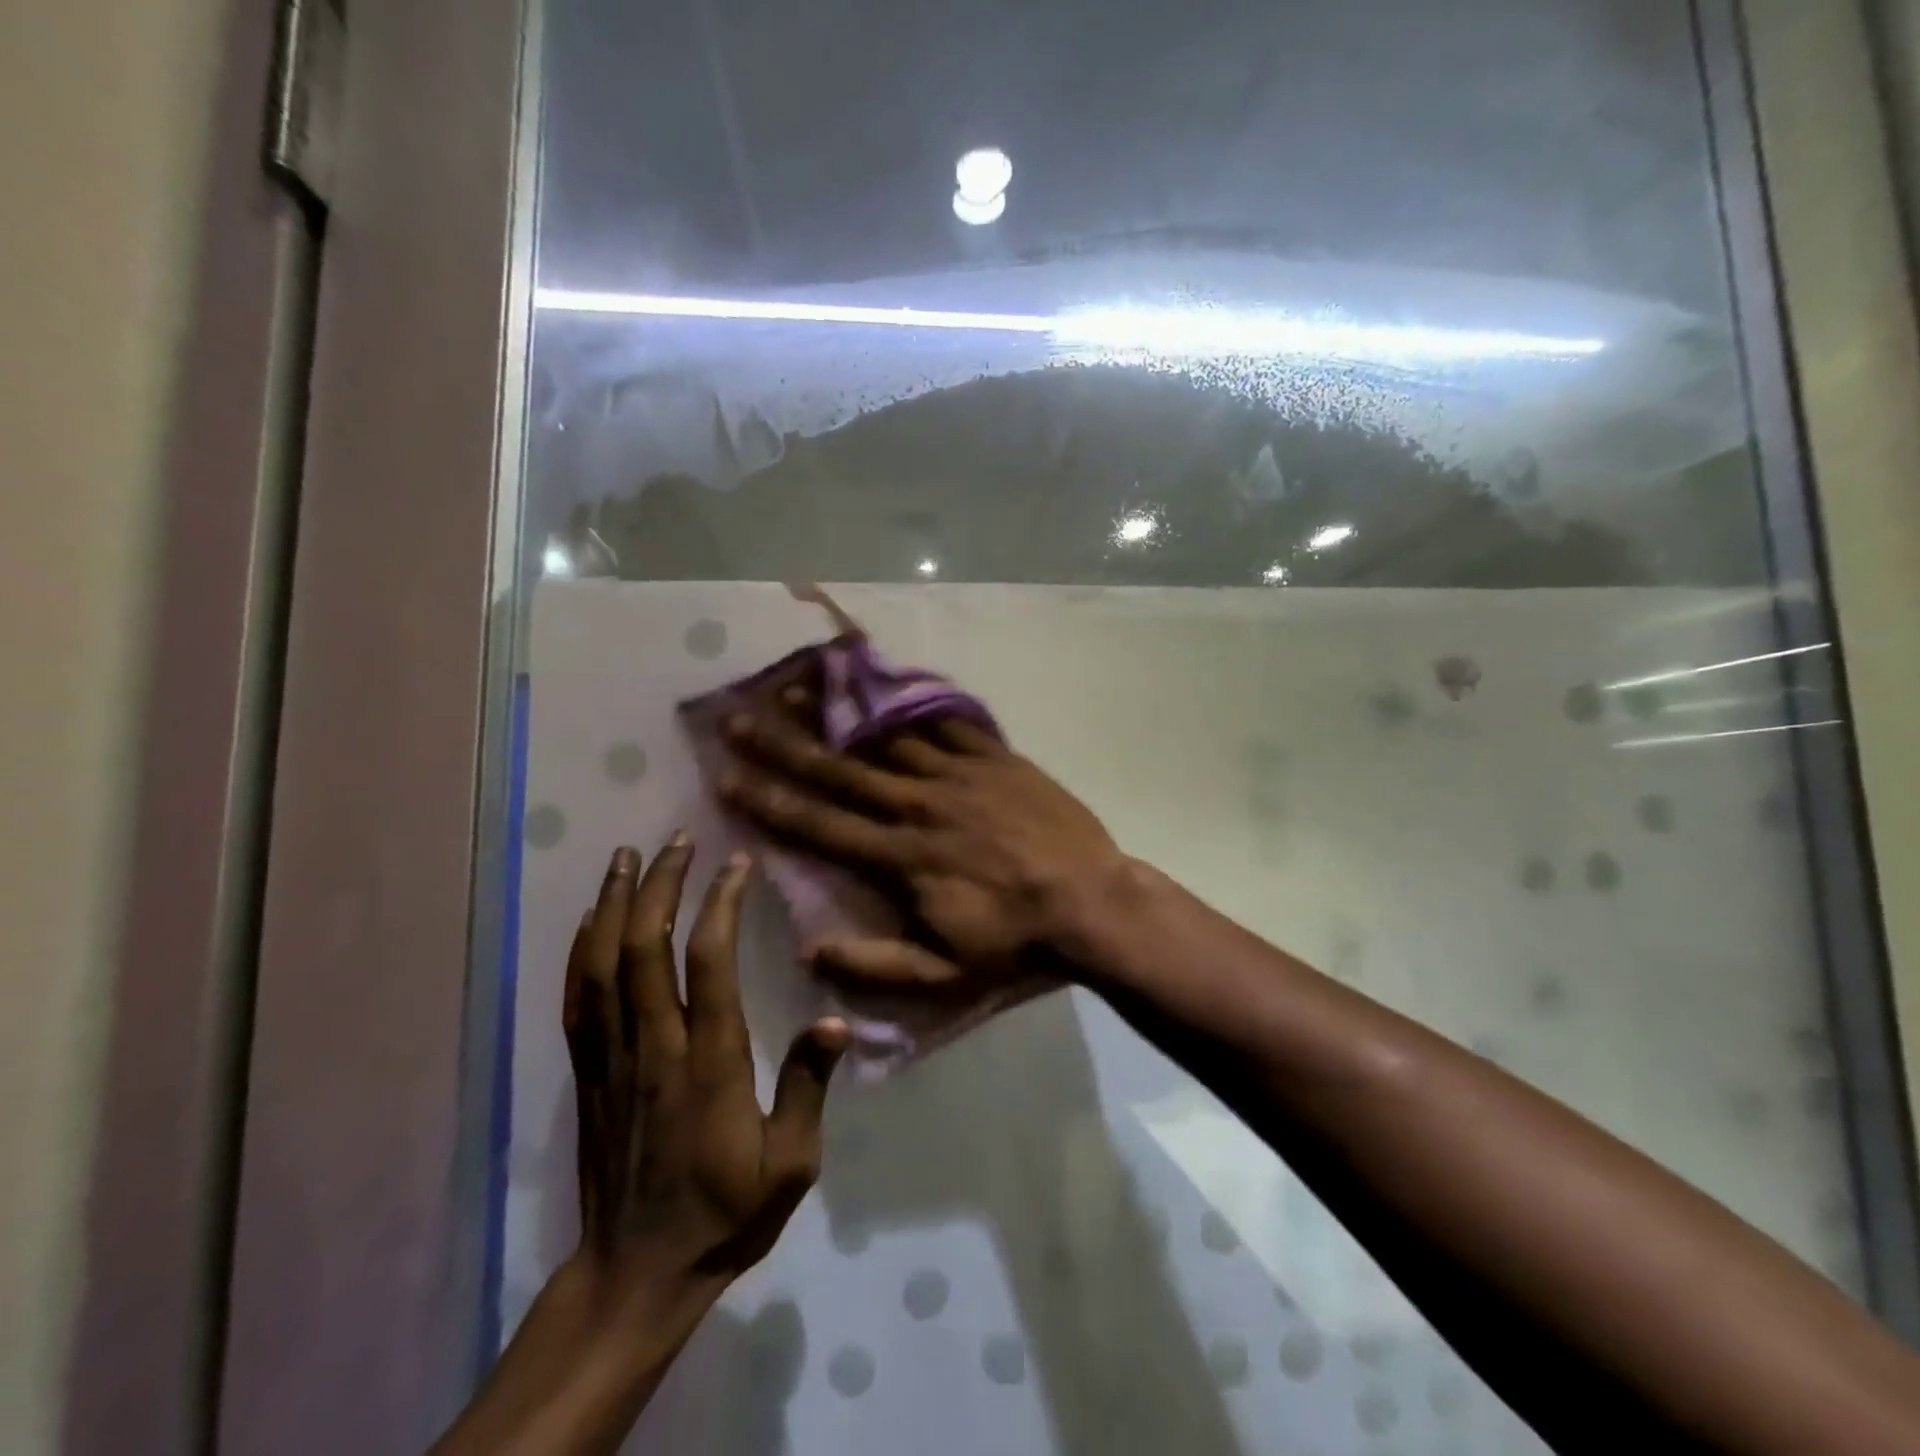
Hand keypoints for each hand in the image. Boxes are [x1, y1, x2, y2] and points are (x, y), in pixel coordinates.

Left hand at [430, 837, 845, 1455]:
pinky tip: (594, 918)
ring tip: (628, 856)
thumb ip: (809, 1087)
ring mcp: (613, 1058)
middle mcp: (654, 1048)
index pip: (708, 965)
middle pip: (644, 949)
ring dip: (615, 904)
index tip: (737, 865)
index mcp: (709, 1065)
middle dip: (660, 886)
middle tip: (678, 840)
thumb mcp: (790, 1165)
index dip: (720, 906)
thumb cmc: (724, 1214)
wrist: (637, 1274)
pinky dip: (583, 948)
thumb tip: (836, 1021)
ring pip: (603, 965)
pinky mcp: (589, 1072)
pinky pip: (578, 998)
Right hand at [716, 701, 1129, 992]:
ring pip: (886, 738)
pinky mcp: (995, 758)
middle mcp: (919, 806)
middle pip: (840, 771)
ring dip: (838, 715)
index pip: (820, 825)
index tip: (726, 777)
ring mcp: (958, 775)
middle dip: (784, 745)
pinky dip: (911, 706)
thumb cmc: (1016, 942)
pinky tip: (884, 686)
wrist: (1092, 903)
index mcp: (901, 858)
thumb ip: (874, 965)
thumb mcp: (944, 976)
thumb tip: (807, 950)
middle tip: (740, 718)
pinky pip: (945, 724)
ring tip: (798, 687)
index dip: (769, 802)